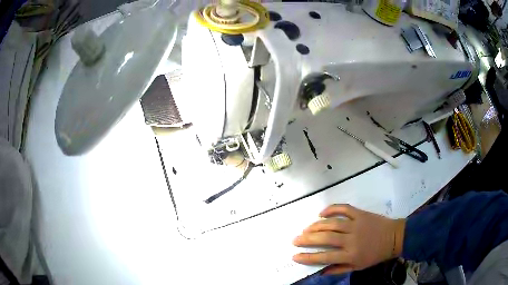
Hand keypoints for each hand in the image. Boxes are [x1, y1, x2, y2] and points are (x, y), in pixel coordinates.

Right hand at [292, 204, 404, 274]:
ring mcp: (356, 224)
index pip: (325, 257)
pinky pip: (343, 208)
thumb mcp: (358, 267)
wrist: (394, 237)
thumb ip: (339, 269)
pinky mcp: (360, 214)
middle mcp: (351, 239)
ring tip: (305, 229)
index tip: (295, 256)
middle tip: (295, 239)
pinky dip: (331, 209)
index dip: (308, 257)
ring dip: (316, 225)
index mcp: (351, 255)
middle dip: (307, 239)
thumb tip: (321, 271)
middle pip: (325, 238)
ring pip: (331, 223)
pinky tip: (321, 213)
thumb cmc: (375, 255)